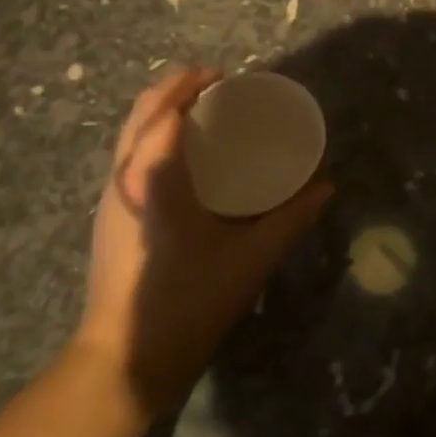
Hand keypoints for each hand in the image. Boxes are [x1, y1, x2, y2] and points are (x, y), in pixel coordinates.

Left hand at [78, 67, 331, 416]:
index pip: (164, 111)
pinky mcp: (110, 218)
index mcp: (153, 179)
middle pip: (140, 113)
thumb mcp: (250, 259)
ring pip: (129, 135)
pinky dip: (154, 139)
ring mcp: (110, 199)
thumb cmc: (189, 302)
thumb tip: (325, 186)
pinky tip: (186, 161)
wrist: (124, 359)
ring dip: (162, 112)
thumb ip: (291, 219)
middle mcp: (123, 178)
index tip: (226, 76)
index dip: (191, 84)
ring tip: (204, 115)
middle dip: (175, 89)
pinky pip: (129, 158)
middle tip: (218, 88)